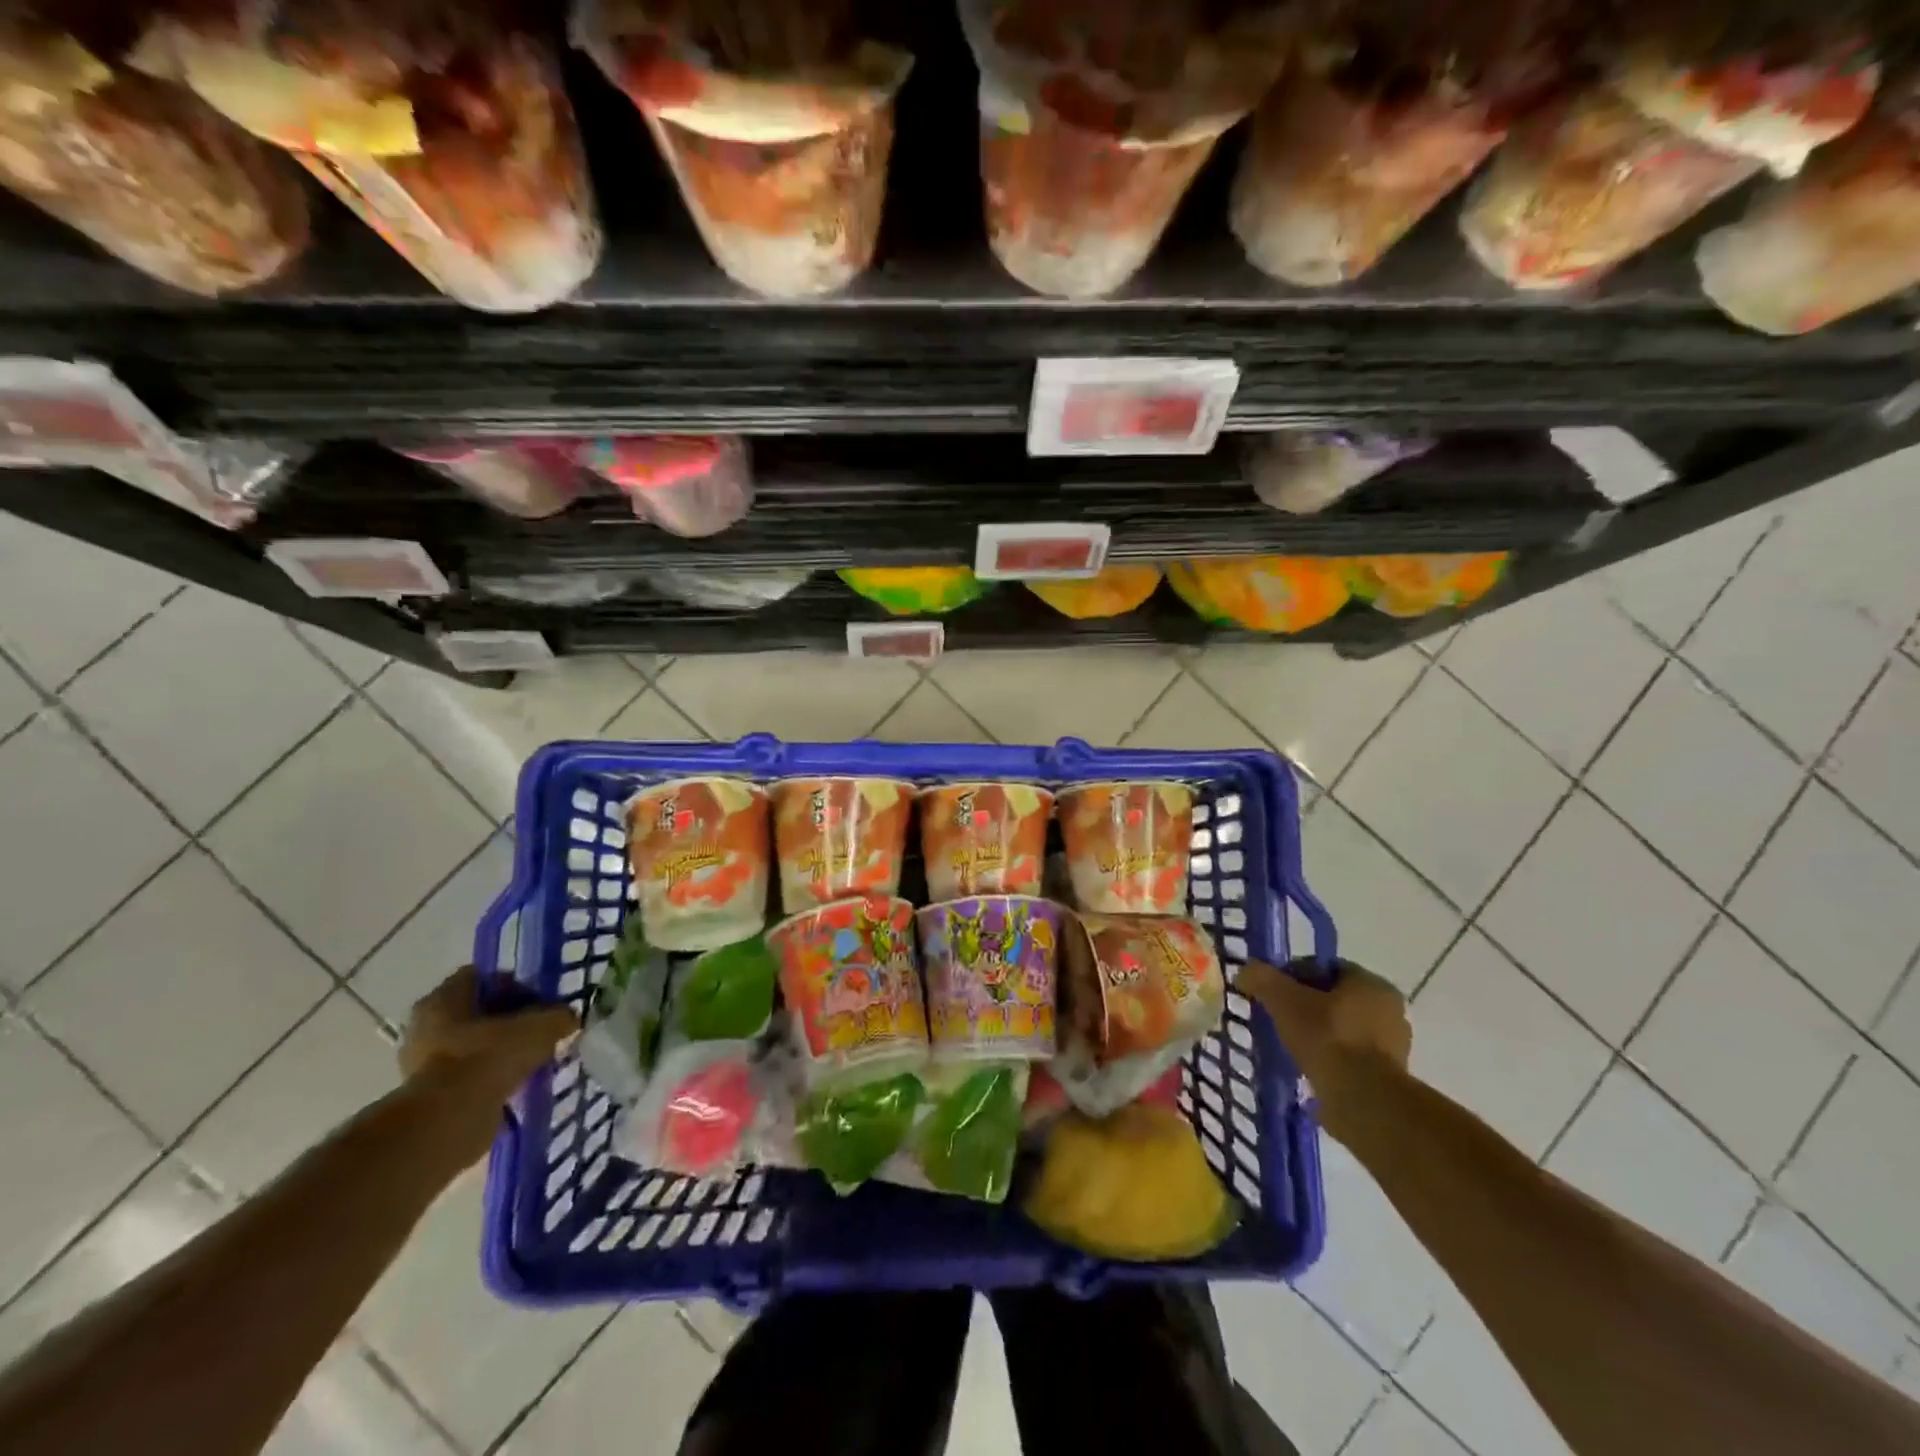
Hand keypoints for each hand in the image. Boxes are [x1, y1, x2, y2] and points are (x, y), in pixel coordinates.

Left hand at [399, 967, 578, 1162]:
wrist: (450, 1121)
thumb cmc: (490, 1057)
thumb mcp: (542, 1026)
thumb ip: (559, 1016)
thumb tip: (568, 1018)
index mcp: (443, 997)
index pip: (484, 977)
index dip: (517, 984)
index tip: (541, 1002)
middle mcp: (425, 1025)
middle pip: (478, 1012)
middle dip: (510, 1020)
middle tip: (539, 1030)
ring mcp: (422, 1063)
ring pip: (474, 1045)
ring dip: (501, 1051)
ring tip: (532, 1059)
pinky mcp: (428, 1095)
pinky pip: (469, 1075)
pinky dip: (491, 1077)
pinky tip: (516, 1083)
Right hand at [1238, 958, 1409, 1143]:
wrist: (1363, 1102)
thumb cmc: (1327, 1038)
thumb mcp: (1283, 999)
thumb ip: (1262, 979)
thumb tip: (1245, 972)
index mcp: (1372, 984)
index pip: (1326, 968)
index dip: (1294, 976)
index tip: (1272, 993)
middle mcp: (1390, 1011)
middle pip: (1336, 999)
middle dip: (1306, 1007)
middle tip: (1279, 1018)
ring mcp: (1393, 1047)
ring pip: (1343, 1030)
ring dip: (1319, 1035)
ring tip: (1290, 1046)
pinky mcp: (1388, 1078)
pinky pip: (1350, 1058)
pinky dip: (1330, 1059)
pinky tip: (1309, 1068)